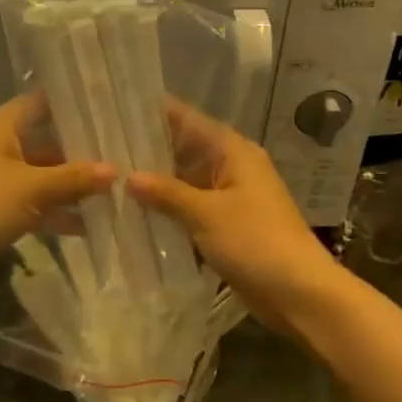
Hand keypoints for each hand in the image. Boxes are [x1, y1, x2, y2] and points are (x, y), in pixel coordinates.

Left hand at [0, 94, 115, 304]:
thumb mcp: (33, 188)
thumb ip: (75, 177)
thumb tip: (116, 170)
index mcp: (2, 125)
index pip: (44, 102)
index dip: (75, 105)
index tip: (112, 109)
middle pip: (47, 141)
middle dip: (82, 152)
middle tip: (125, 156)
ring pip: (42, 175)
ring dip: (71, 186)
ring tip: (115, 194)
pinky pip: (33, 203)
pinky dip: (55, 211)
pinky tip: (88, 225)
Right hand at [126, 103, 340, 328]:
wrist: (300, 293)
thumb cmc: (256, 241)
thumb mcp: (206, 214)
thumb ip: (166, 192)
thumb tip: (127, 176)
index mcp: (232, 150)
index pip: (187, 119)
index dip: (153, 113)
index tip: (116, 108)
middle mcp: (231, 166)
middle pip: (183, 149)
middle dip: (147, 151)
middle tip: (101, 147)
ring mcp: (229, 196)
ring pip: (184, 180)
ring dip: (155, 183)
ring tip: (108, 178)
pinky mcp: (226, 224)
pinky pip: (190, 207)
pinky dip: (168, 209)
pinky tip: (134, 212)